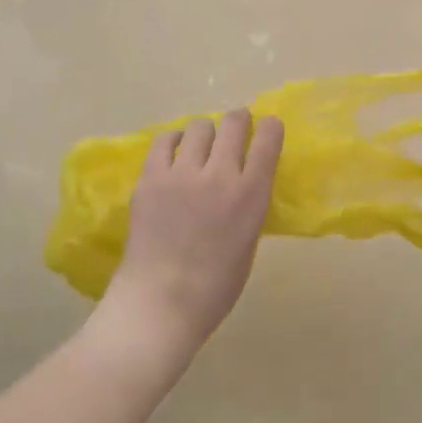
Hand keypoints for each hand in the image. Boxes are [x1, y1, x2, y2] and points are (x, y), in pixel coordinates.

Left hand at [103, 109, 284, 364]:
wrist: (161, 302)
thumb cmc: (215, 286)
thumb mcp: (248, 240)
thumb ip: (248, 204)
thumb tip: (243, 182)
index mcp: (251, 195)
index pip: (268, 141)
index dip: (271, 127)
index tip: (268, 126)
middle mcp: (219, 175)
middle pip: (233, 123)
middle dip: (239, 120)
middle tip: (236, 128)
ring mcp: (181, 173)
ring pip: (199, 126)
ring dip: (206, 133)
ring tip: (201, 147)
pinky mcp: (150, 177)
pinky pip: (164, 140)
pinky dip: (175, 141)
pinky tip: (175, 153)